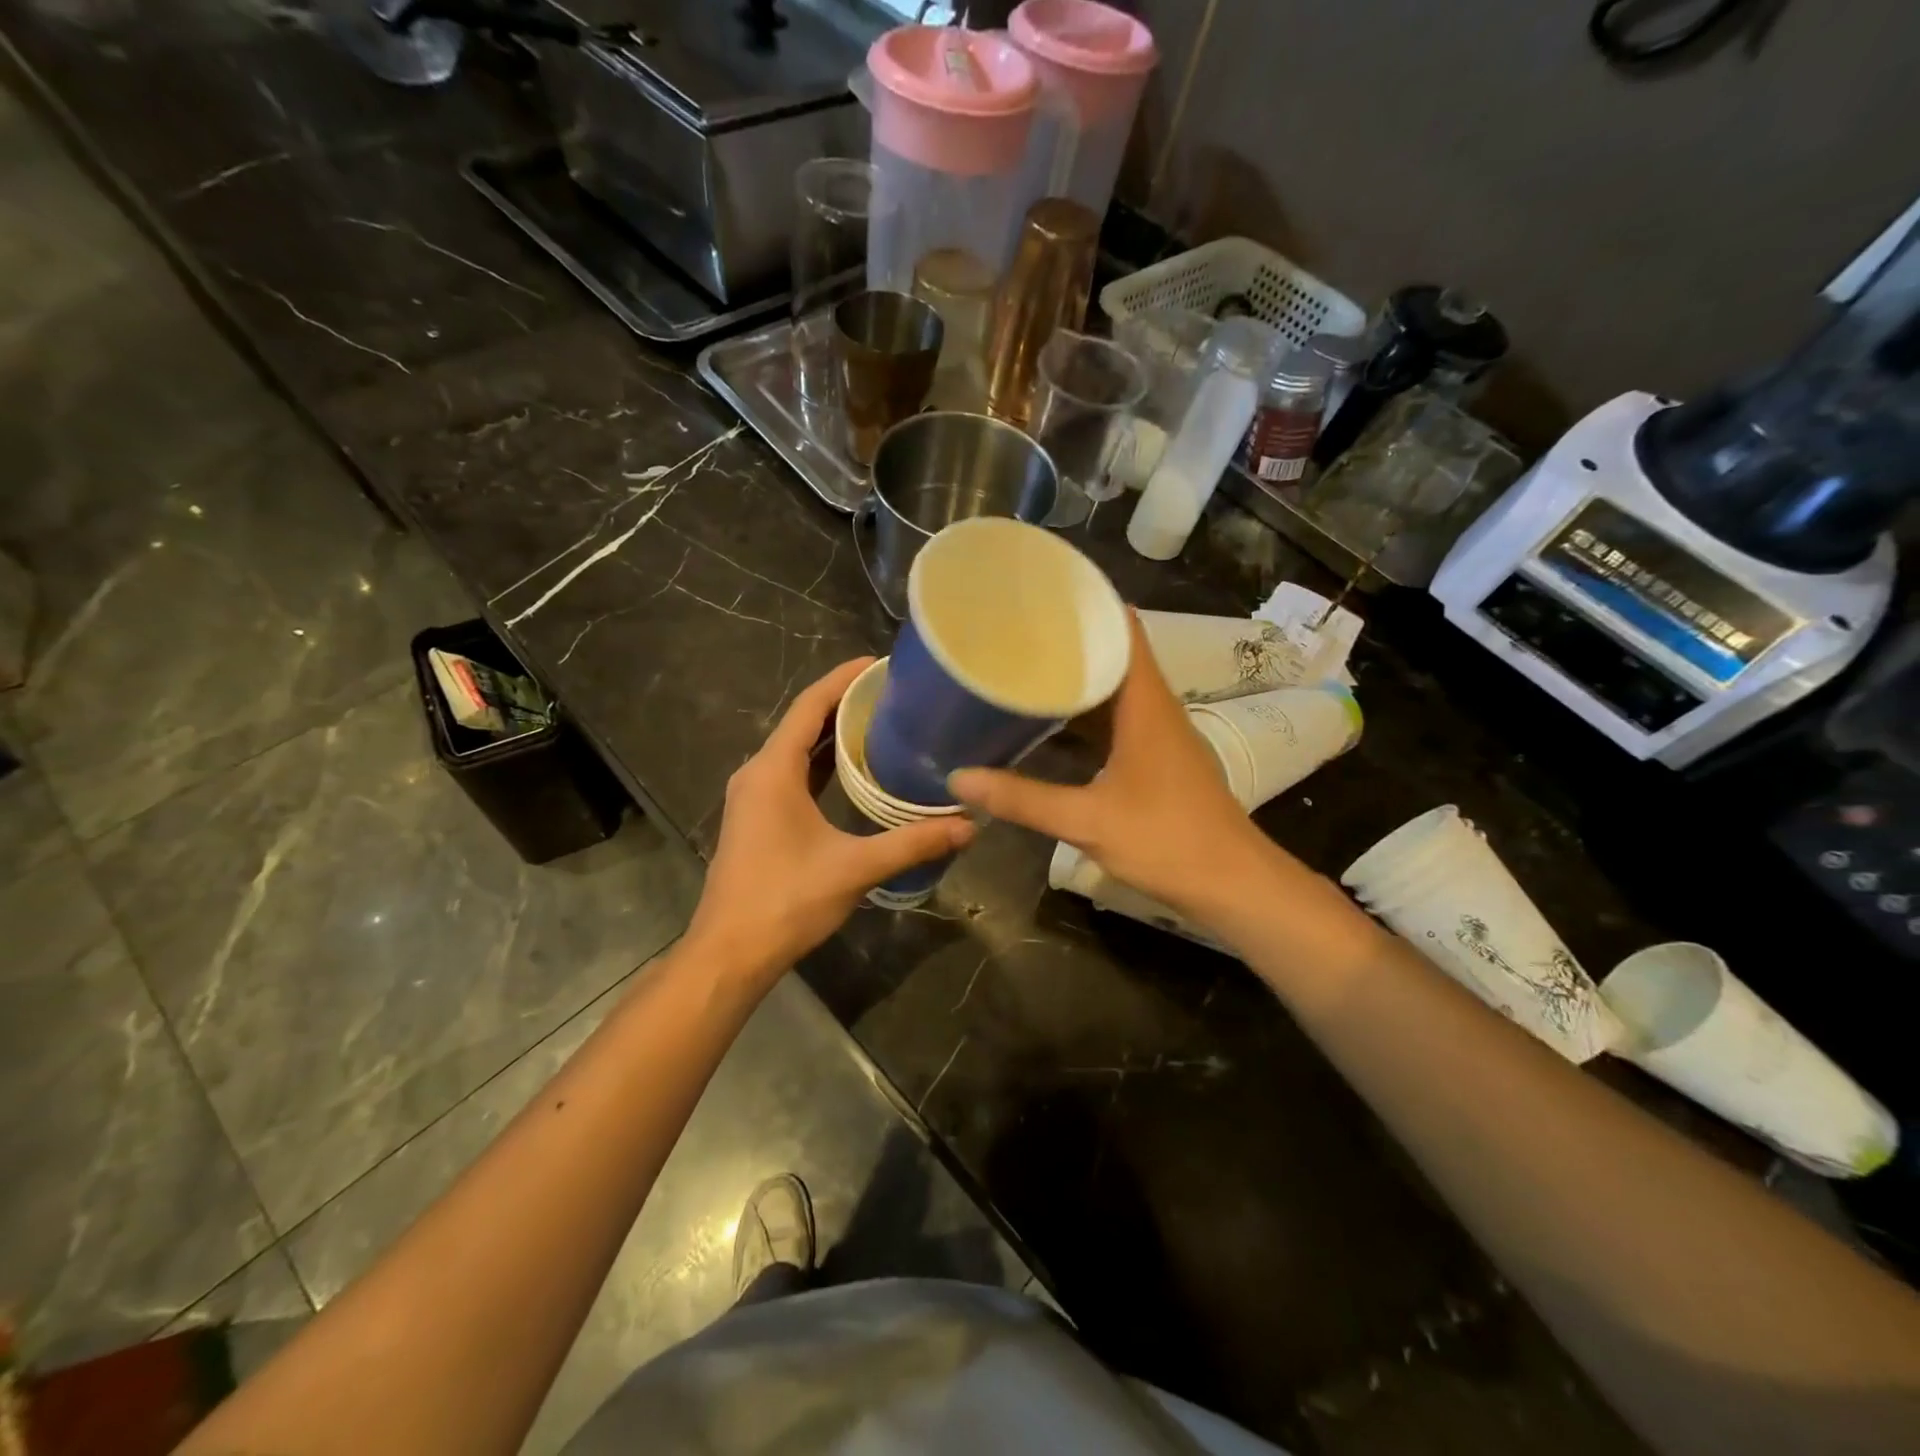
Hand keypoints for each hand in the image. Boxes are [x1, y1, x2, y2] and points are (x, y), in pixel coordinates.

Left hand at [686, 659, 974, 983]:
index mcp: (773, 770)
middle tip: (894, 693)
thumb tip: (969, 826)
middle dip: (845, 703)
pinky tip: (856, 768)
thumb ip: (912, 843)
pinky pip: (793, 773)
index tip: (880, 663)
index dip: (844, 679)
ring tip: (882, 720)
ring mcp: (754, 796)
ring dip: (834, 733)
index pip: (810, 706)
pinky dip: (823, 762)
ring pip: (797, 749)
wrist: (730, 952)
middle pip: (803, 722)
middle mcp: (758, 773)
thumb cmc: (786, 901)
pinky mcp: (758, 817)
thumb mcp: (855, 868)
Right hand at [950, 613, 1266, 919]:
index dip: (1089, 604)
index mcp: (1145, 703)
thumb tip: (960, 778)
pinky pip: (1118, 718)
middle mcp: (1155, 707)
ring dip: (1077, 678)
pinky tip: (1052, 722)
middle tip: (1016, 631)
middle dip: (1069, 640)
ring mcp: (1159, 732)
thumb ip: (1022, 799)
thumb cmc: (1167, 840)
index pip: (1124, 628)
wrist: (1233, 884)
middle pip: (1115, 654)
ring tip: (1026, 667)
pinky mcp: (1158, 757)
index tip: (1043, 592)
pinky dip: (1087, 713)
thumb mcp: (1087, 820)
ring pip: (1115, 689)